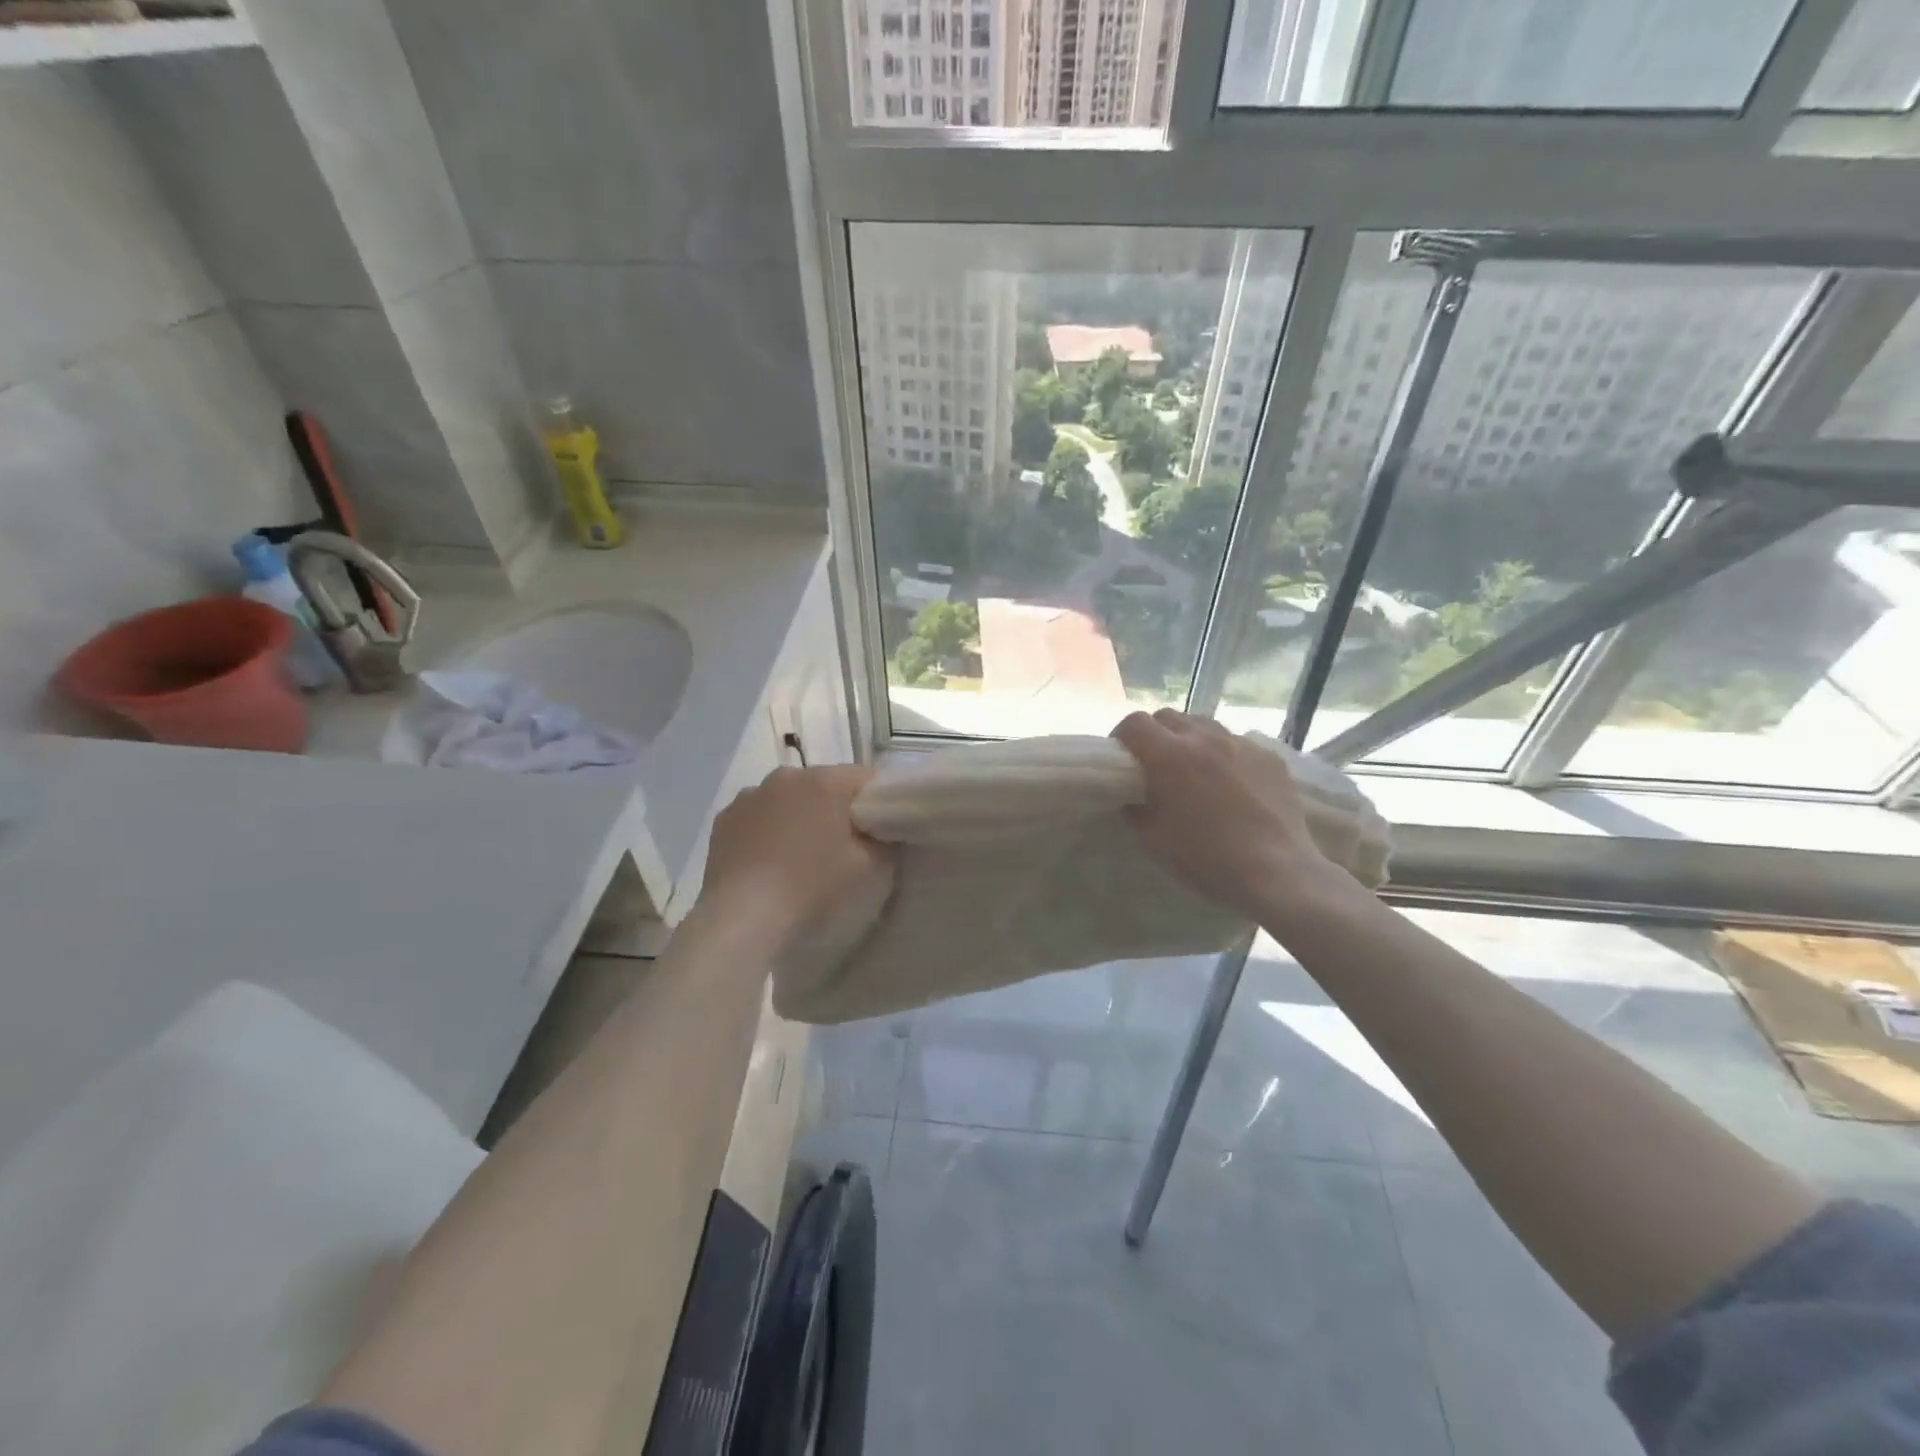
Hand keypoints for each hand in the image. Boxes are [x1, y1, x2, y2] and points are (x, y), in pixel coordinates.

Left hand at [700, 765, 892, 942]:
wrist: (743, 923)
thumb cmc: (815, 890)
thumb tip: (880, 830)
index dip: (878, 803)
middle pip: (825, 786)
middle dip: (837, 810)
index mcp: (825, 781)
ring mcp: (749, 796)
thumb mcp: (873, 870)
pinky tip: (770, 866)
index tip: (881, 831)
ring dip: (799, 818)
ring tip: (801, 860)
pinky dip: (768, 833)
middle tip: (845, 850)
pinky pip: (759, 818)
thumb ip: (886, 841)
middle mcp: (786, 776)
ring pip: (788, 800)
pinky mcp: (723, 821)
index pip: (867, 778)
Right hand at [1112, 709, 1338, 923]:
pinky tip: (1232, 785)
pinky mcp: (1271, 757)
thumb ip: (1136, 811)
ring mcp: (1242, 744)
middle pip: (1169, 717)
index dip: (1122, 736)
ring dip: (1190, 740)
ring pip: (1205, 725)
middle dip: (1155, 734)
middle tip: (1156, 764)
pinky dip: (1225, 755)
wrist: (1278, 874)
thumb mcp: (1154, 841)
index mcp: (1170, 756)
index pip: (1134, 723)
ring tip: (1195, 770)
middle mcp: (1205, 738)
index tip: (1123, 758)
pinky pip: (1238, 743)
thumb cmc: (1207, 859)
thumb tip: (1134, 799)